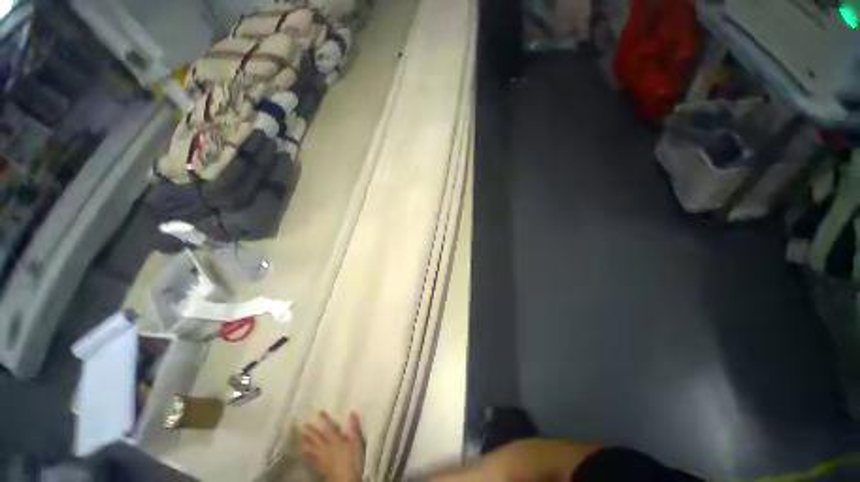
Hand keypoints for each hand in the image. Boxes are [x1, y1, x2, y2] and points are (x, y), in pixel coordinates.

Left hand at [300, 412, 364, 481]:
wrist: (345, 479)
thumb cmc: (352, 459)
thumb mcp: (356, 441)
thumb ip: (354, 427)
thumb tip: (352, 412)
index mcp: (334, 439)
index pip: (327, 427)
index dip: (323, 419)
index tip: (318, 412)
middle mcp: (325, 447)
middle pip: (316, 438)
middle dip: (309, 431)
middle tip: (303, 425)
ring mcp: (321, 458)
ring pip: (311, 448)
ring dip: (305, 442)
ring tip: (300, 437)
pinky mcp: (320, 467)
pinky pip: (311, 458)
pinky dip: (306, 454)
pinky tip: (303, 452)